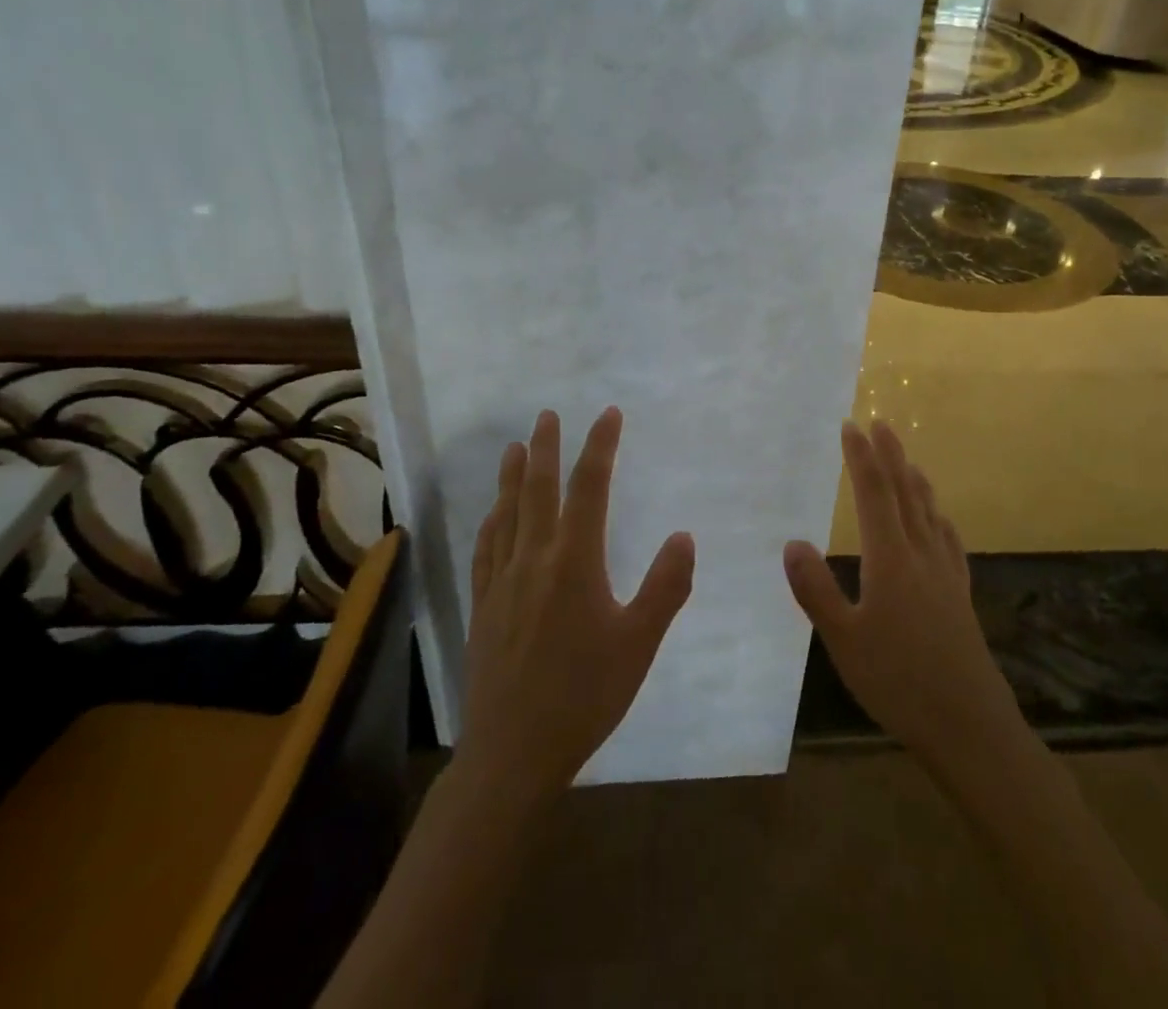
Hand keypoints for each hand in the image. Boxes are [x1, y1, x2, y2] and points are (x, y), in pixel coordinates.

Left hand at [459, 407, 694, 800]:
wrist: (513, 752)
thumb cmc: (585, 696)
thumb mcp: (639, 644)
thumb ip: (665, 587)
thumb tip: (684, 536)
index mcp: (575, 562)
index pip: (589, 488)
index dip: (600, 447)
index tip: (608, 415)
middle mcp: (534, 559)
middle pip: (539, 490)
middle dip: (546, 447)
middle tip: (548, 415)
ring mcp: (502, 581)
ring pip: (507, 513)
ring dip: (513, 476)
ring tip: (516, 447)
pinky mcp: (483, 605)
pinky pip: (486, 548)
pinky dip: (492, 520)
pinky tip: (493, 514)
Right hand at [784, 421, 1019, 768]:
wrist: (969, 724)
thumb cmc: (898, 681)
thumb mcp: (843, 639)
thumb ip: (815, 589)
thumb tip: (791, 542)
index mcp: (891, 559)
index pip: (874, 493)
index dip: (862, 457)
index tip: (851, 426)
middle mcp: (921, 555)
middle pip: (905, 493)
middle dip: (890, 456)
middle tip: (880, 423)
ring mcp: (945, 574)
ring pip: (929, 513)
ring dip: (914, 480)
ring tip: (906, 460)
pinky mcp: (960, 595)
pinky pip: (949, 541)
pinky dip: (939, 519)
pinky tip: (940, 521)